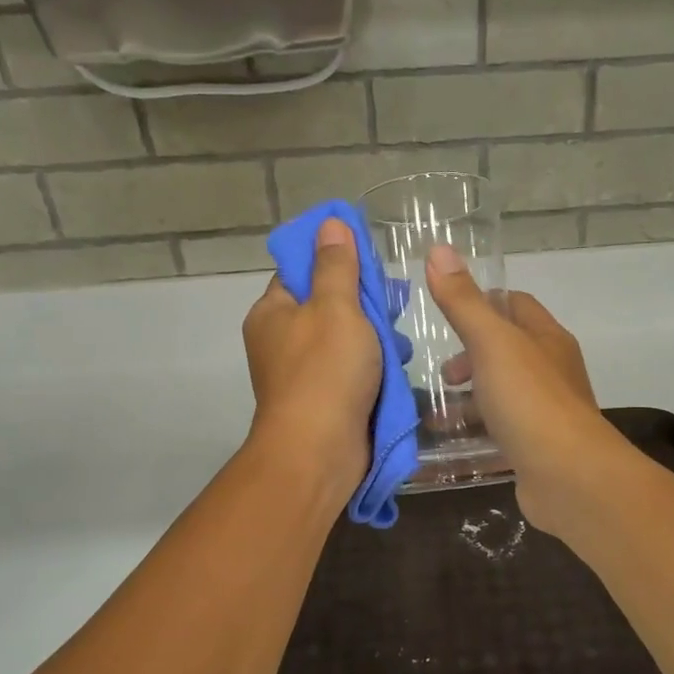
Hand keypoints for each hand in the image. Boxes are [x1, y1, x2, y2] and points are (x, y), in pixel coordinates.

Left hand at [242, 218, 380, 509]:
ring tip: (400, 341)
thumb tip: (330, 222)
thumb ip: (337, 265)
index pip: (301, 272)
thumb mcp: (336, 307)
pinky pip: (349, 372)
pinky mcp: (321, 402)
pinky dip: (371, 368)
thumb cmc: (326, 371)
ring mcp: (300, 375)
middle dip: (362, 305)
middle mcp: (280, 341)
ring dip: (372, 339)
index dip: (334, 261)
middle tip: (393, 303)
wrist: (319, 451)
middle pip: (325, 307)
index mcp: (272, 312)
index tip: (369, 263)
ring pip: (342, 341)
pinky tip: (395, 367)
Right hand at [424, 246, 630, 536]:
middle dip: (470, 357)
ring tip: (436, 413)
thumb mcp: (492, 344)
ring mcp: (548, 412)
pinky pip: (503, 431)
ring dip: (471, 399)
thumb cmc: (531, 401)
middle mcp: (552, 371)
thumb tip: (439, 249)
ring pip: (503, 394)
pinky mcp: (538, 448)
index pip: (516, 305)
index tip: (446, 317)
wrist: (570, 477)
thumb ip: (463, 302)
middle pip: (508, 351)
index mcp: (547, 338)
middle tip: (443, 375)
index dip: (482, 304)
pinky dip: (478, 432)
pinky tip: (453, 444)